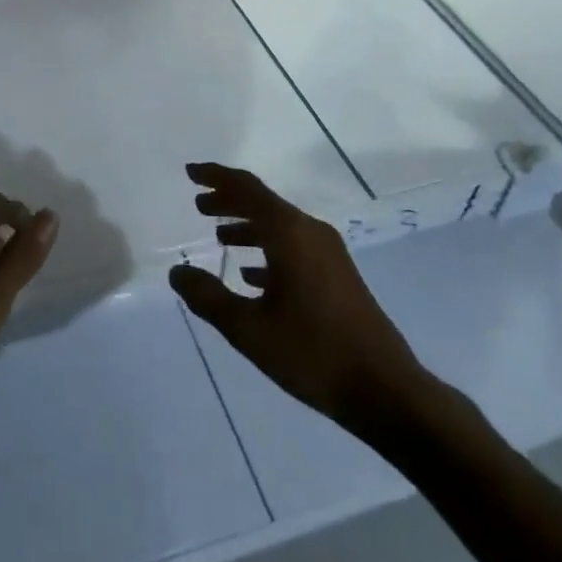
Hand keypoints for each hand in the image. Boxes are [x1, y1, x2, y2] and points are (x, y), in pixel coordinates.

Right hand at [168, 163, 424, 427]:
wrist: (384, 389)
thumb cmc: (312, 353)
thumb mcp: (249, 329)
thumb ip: (209, 297)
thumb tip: (177, 272)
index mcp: (289, 233)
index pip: (247, 189)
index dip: (217, 177)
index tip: (191, 172)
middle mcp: (310, 232)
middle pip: (263, 203)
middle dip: (229, 201)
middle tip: (200, 205)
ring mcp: (328, 253)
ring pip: (279, 226)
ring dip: (248, 226)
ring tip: (219, 236)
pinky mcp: (337, 274)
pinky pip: (294, 246)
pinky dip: (268, 249)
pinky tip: (251, 275)